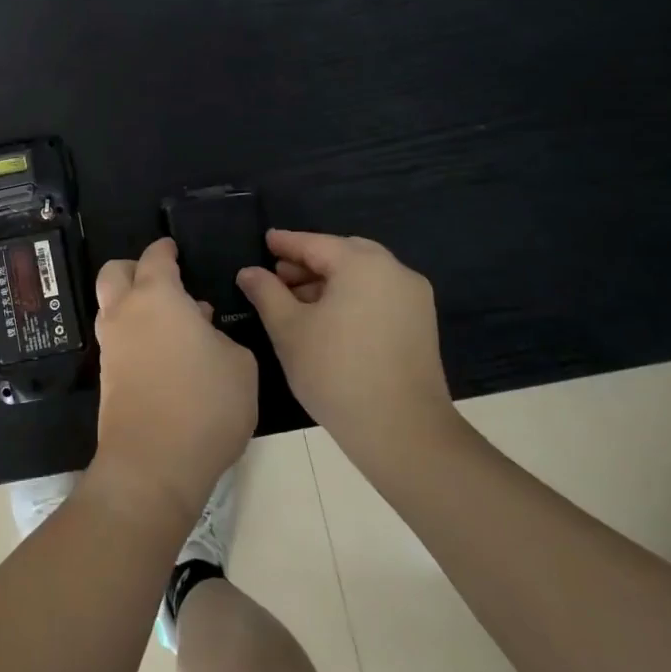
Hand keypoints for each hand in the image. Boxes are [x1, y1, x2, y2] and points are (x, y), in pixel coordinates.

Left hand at [90, 238, 256, 527]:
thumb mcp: (240, 364)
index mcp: (157, 296)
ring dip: (133, 303)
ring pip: (112, 306)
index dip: (165, 249)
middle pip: (114, 272)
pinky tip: (164, 352)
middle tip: (163, 280)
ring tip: (173, 322)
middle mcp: (125, 312)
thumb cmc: (205, 404)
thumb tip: (199, 325)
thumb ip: (220, 335)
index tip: (174, 248)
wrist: (153, 464)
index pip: (155, 257)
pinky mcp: (106, 376)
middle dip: (134, 268)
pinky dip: (134, 332)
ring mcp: (110, 345)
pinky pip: (117, 338)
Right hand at [236, 230, 458, 468]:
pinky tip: (327, 318)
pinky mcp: (421, 324)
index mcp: (363, 265)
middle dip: (309, 261)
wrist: (402, 431)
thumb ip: (266, 293)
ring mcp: (413, 298)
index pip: (316, 244)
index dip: (286, 243)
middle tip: (278, 273)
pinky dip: (351, 296)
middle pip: (344, 254)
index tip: (265, 240)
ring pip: (363, 275)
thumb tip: (249, 272)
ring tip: (296, 300)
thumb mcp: (289, 329)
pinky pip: (378, 294)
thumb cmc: (336, 372)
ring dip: (329, 280)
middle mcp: (394, 272)